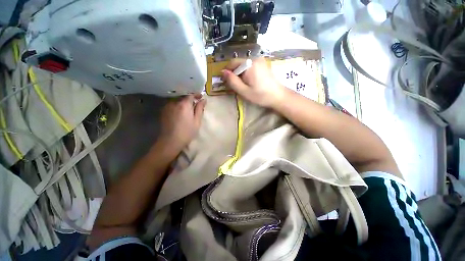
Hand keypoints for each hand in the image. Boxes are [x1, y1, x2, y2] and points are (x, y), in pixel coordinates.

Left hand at [158, 94, 206, 152]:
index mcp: (184, 104)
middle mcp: (174, 102)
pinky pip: (172, 104)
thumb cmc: (187, 132)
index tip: (201, 97)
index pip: (191, 94)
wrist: (170, 141)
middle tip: (196, 103)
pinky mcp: (163, 111)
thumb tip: (203, 99)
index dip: (196, 94)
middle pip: (183, 96)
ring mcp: (167, 106)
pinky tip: (180, 112)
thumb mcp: (197, 121)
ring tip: (188, 108)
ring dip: (183, 102)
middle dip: (190, 98)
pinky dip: (177, 105)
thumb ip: (200, 109)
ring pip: (177, 100)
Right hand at [221, 57, 285, 107]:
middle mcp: (255, 58)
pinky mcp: (263, 64)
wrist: (278, 96)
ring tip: (244, 85)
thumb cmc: (260, 95)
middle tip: (236, 86)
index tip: (226, 82)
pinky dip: (247, 73)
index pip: (233, 63)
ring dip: (241, 74)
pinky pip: (250, 66)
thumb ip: (232, 81)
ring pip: (244, 65)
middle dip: (235, 74)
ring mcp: (260, 60)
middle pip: (238, 63)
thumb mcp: (244, 91)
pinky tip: (250, 82)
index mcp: (250, 64)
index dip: (227, 72)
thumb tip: (223, 72)